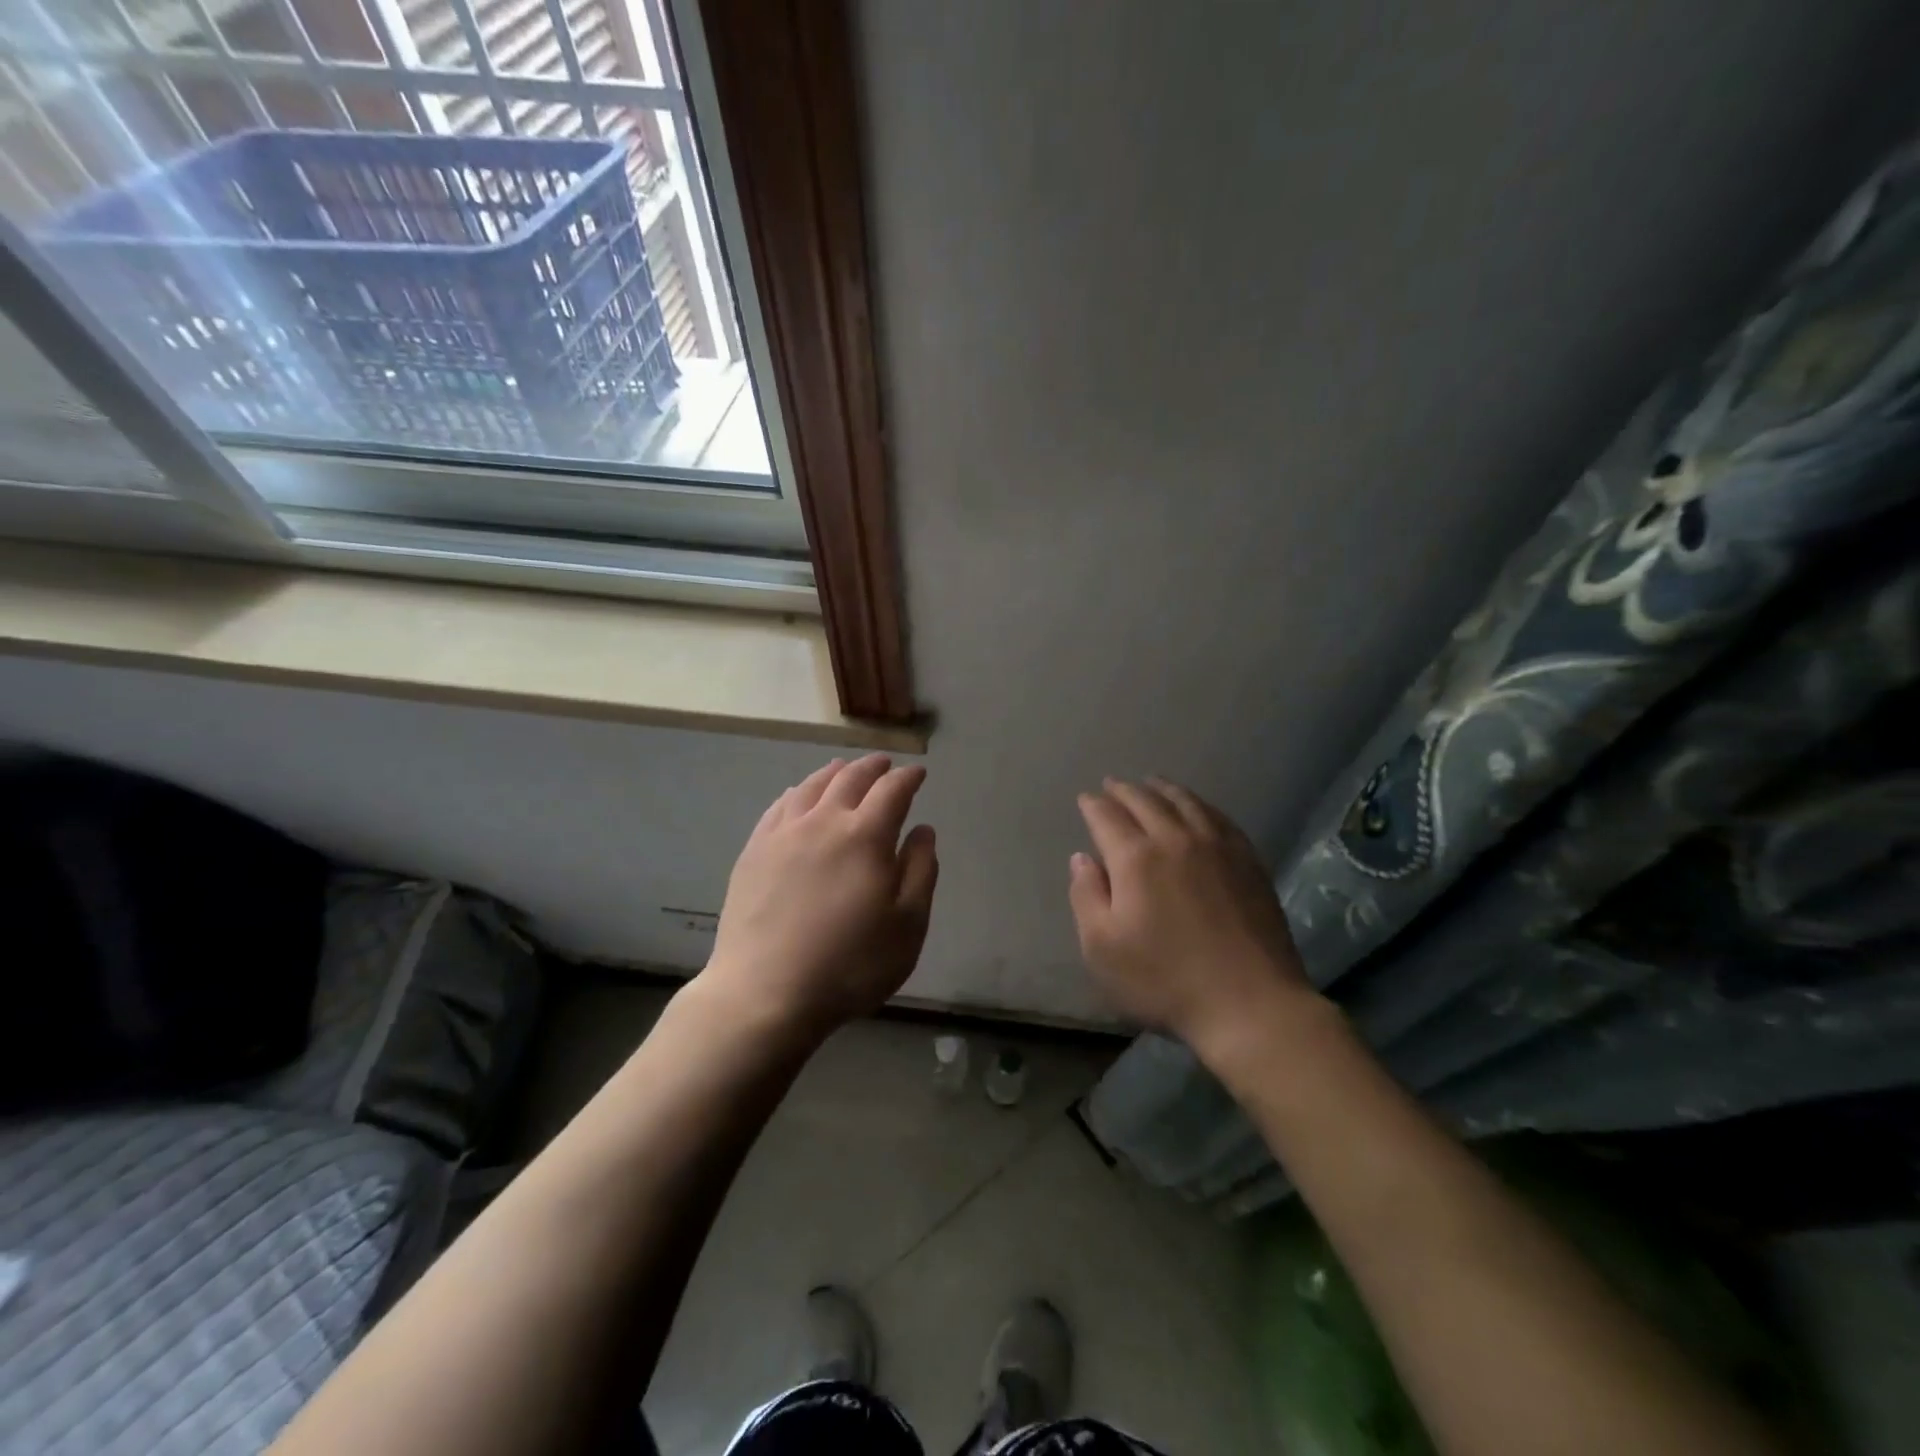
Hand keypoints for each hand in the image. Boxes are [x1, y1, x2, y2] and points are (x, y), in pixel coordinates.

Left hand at [703, 754, 937, 1040]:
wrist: (765, 992)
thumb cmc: (850, 964)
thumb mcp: (908, 925)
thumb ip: (921, 871)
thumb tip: (923, 830)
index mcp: (866, 836)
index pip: (892, 790)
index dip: (908, 777)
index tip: (918, 773)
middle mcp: (824, 822)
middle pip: (851, 779)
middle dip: (873, 767)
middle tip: (885, 764)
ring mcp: (783, 834)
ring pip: (812, 786)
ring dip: (834, 772)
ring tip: (844, 769)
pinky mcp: (754, 852)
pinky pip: (779, 806)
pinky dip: (797, 792)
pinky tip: (799, 796)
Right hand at [1069, 777, 1313, 1053]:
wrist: (1250, 1004)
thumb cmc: (1165, 981)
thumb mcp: (1102, 949)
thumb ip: (1086, 896)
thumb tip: (1083, 858)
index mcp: (1136, 858)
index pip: (1107, 817)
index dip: (1093, 806)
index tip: (1085, 800)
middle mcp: (1175, 839)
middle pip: (1145, 801)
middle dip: (1124, 790)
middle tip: (1112, 785)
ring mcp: (1217, 846)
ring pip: (1185, 802)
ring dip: (1162, 789)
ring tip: (1151, 783)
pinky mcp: (1248, 861)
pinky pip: (1218, 817)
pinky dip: (1199, 804)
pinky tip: (1197, 808)